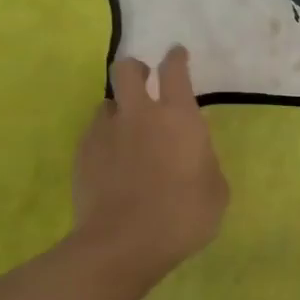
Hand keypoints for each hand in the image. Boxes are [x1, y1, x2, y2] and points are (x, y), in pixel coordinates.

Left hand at [71, 46, 228, 280]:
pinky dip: (105, 140)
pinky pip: (94, 134)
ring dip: (119, 110)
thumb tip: (194, 155)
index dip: (176, 58)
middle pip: (127, 69)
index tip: (177, 55)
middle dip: (136, 70)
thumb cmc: (182, 216)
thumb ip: (205, 161)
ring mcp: (105, 132)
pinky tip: (112, 163)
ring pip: (107, 103)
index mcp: (178, 117)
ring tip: (127, 133)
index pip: (174, 70)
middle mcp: (139, 114)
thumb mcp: (216, 191)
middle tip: (145, 83)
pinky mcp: (82, 155)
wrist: (123, 244)